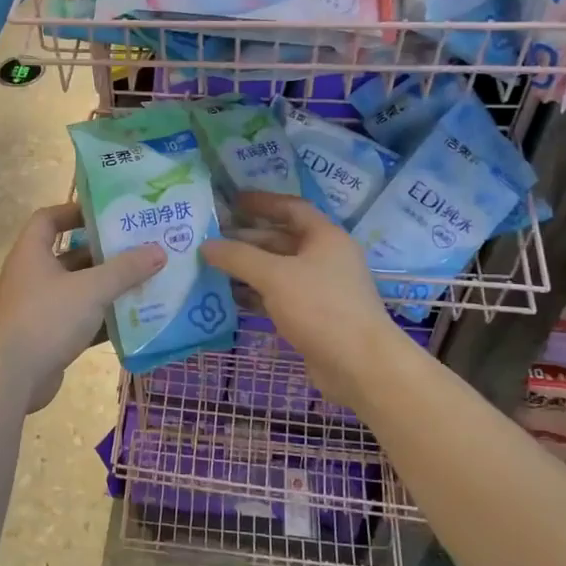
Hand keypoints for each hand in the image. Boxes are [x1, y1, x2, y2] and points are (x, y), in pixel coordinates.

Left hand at [0, 203, 165, 412]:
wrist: (10, 377)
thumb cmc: (46, 318)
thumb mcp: (91, 289)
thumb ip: (125, 270)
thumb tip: (158, 250)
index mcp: (32, 253)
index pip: (48, 219)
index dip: (74, 211)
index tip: (106, 214)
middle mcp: (33, 277)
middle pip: (70, 256)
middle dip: (103, 253)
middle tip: (139, 248)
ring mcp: (40, 309)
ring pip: (78, 291)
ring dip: (107, 288)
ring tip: (145, 281)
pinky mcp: (49, 337)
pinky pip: (80, 321)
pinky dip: (103, 319)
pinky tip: (133, 320)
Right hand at [202, 192, 406, 416]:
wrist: (359, 364)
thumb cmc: (321, 308)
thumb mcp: (275, 276)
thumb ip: (238, 257)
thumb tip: (206, 245)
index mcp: (325, 237)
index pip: (291, 208)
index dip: (262, 202)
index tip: (232, 201)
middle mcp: (325, 258)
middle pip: (281, 240)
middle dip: (247, 238)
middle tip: (211, 238)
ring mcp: (320, 289)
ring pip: (278, 270)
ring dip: (247, 268)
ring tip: (212, 266)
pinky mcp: (312, 316)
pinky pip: (278, 296)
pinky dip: (255, 294)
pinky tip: (228, 296)